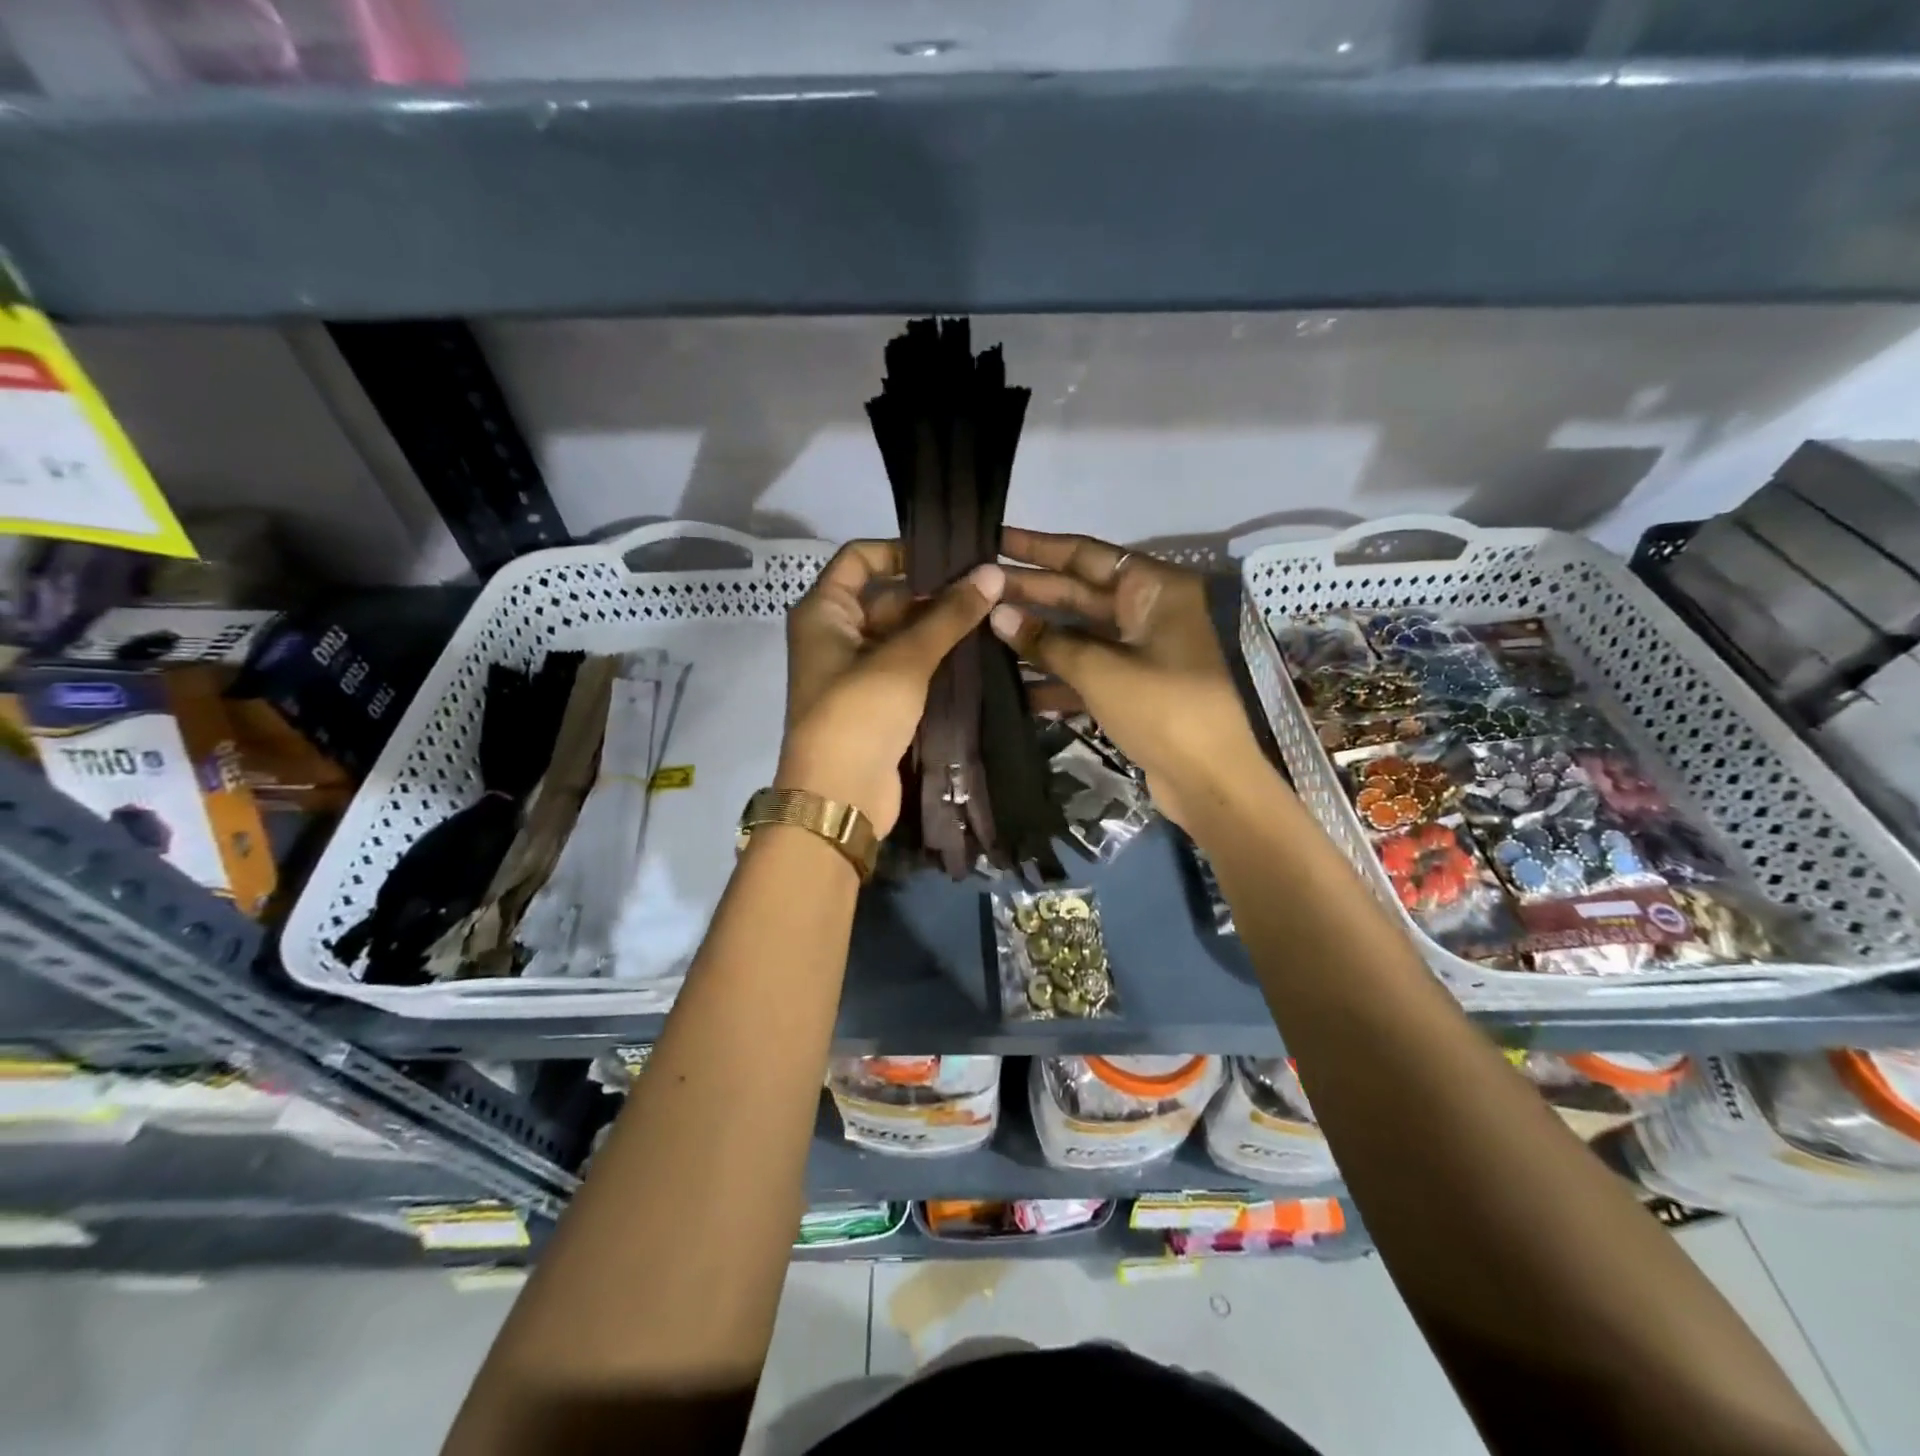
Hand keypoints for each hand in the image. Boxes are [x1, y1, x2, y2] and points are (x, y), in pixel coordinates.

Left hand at [781, 540, 1003, 836]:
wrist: (840, 797)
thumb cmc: (859, 714)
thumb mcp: (904, 659)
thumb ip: (948, 615)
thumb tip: (992, 572)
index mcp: (824, 613)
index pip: (858, 559)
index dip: (900, 550)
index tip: (950, 556)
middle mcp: (836, 635)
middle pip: (886, 598)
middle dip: (933, 594)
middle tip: (988, 587)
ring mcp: (856, 672)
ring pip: (901, 636)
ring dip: (939, 629)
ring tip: (993, 614)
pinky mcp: (877, 703)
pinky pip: (908, 668)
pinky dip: (935, 660)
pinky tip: (978, 652)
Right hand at [990, 527, 1265, 829]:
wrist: (1211, 780)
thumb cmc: (1164, 709)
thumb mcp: (1101, 670)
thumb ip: (1047, 641)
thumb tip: (998, 613)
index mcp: (1154, 590)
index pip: (1087, 554)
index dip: (1039, 548)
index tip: (996, 540)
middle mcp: (1149, 612)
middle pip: (1079, 593)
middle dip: (1030, 592)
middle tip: (977, 587)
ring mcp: (1141, 652)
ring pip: (1079, 635)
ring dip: (1036, 637)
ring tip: (982, 630)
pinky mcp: (1133, 688)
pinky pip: (1087, 671)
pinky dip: (1055, 675)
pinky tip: (1013, 682)